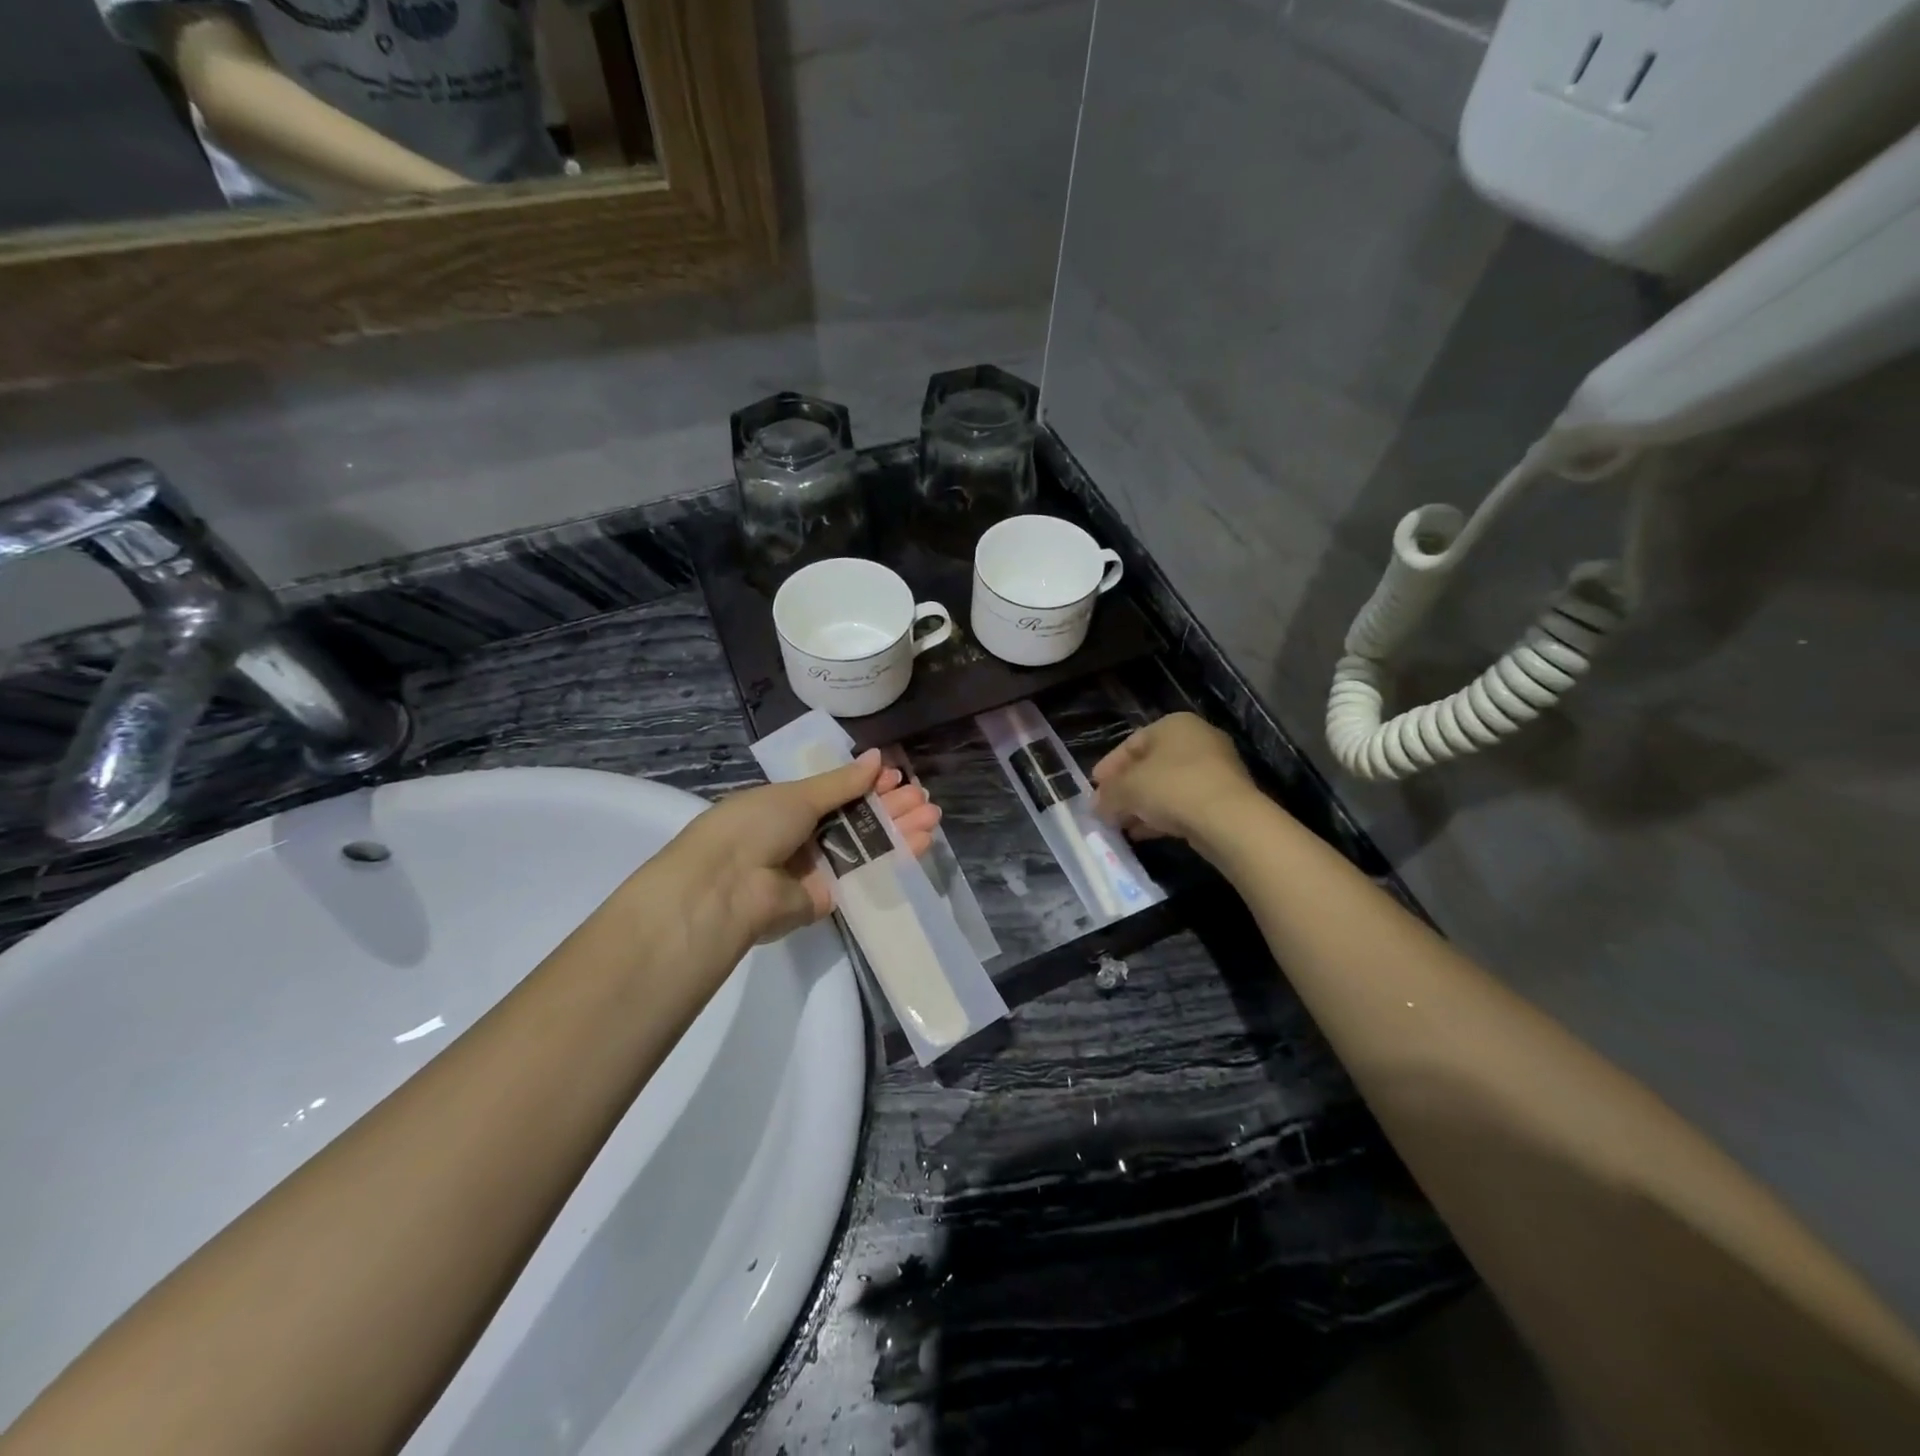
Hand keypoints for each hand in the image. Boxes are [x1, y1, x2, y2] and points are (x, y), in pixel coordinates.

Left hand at [638, 750, 942, 961]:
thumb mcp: (797, 795)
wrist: (728, 888)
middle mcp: (803, 836)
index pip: (837, 792)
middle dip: (890, 806)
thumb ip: (842, 782)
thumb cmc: (755, 826)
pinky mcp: (830, 897)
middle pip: (857, 818)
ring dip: (899, 830)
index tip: (896, 776)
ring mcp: (817, 868)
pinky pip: (865, 875)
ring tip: (932, 816)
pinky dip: (894, 860)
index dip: (867, 783)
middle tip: (923, 797)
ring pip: (866, 846)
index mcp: (788, 806)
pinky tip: (921, 843)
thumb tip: (877, 757)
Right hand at [1091, 713, 1254, 842]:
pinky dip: (1161, 816)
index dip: (1109, 767)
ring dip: (1142, 806)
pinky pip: (1183, 804)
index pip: (1131, 743)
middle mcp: (1197, 740)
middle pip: (1150, 765)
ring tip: (1121, 825)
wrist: (1228, 820)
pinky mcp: (1223, 798)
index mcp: (1174, 725)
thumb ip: (1107, 795)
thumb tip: (1097, 806)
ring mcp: (1214, 770)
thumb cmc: (1172, 788)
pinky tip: (1143, 834)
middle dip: (1125, 789)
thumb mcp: (1127, 789)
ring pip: (1167, 787)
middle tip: (1106, 808)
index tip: (1094, 788)